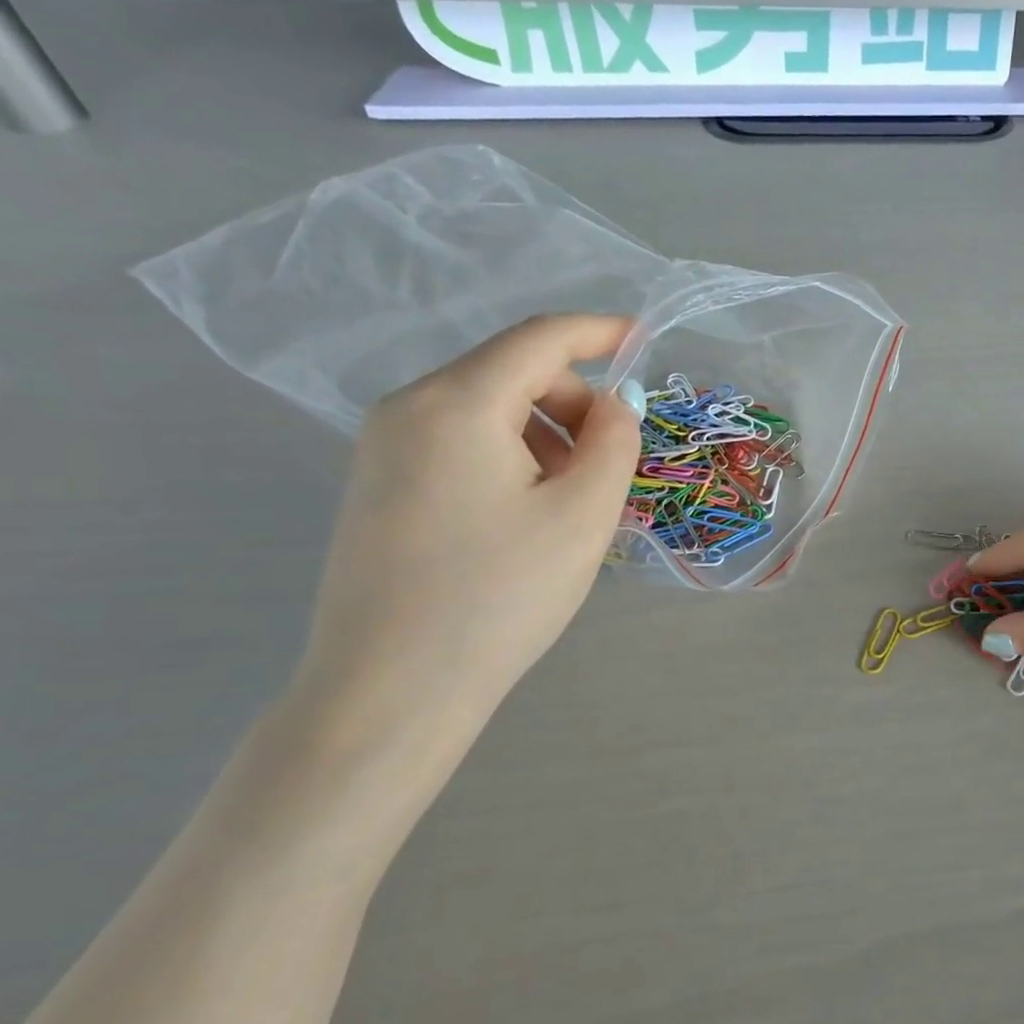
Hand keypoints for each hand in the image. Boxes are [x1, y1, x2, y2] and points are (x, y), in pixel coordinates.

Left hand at [293, 315, 643, 749]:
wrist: (391, 691)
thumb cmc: (499, 595)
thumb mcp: (582, 515)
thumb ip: (614, 442)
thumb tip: (613, 405)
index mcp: (456, 403)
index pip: (539, 339)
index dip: (599, 332)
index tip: (644, 339)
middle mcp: (407, 408)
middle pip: (511, 373)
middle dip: (575, 402)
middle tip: (612, 466)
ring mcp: (383, 448)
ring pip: (487, 410)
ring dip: (546, 435)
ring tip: (572, 503)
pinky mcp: (379, 486)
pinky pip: (460, 443)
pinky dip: (511, 456)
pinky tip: (528, 514)